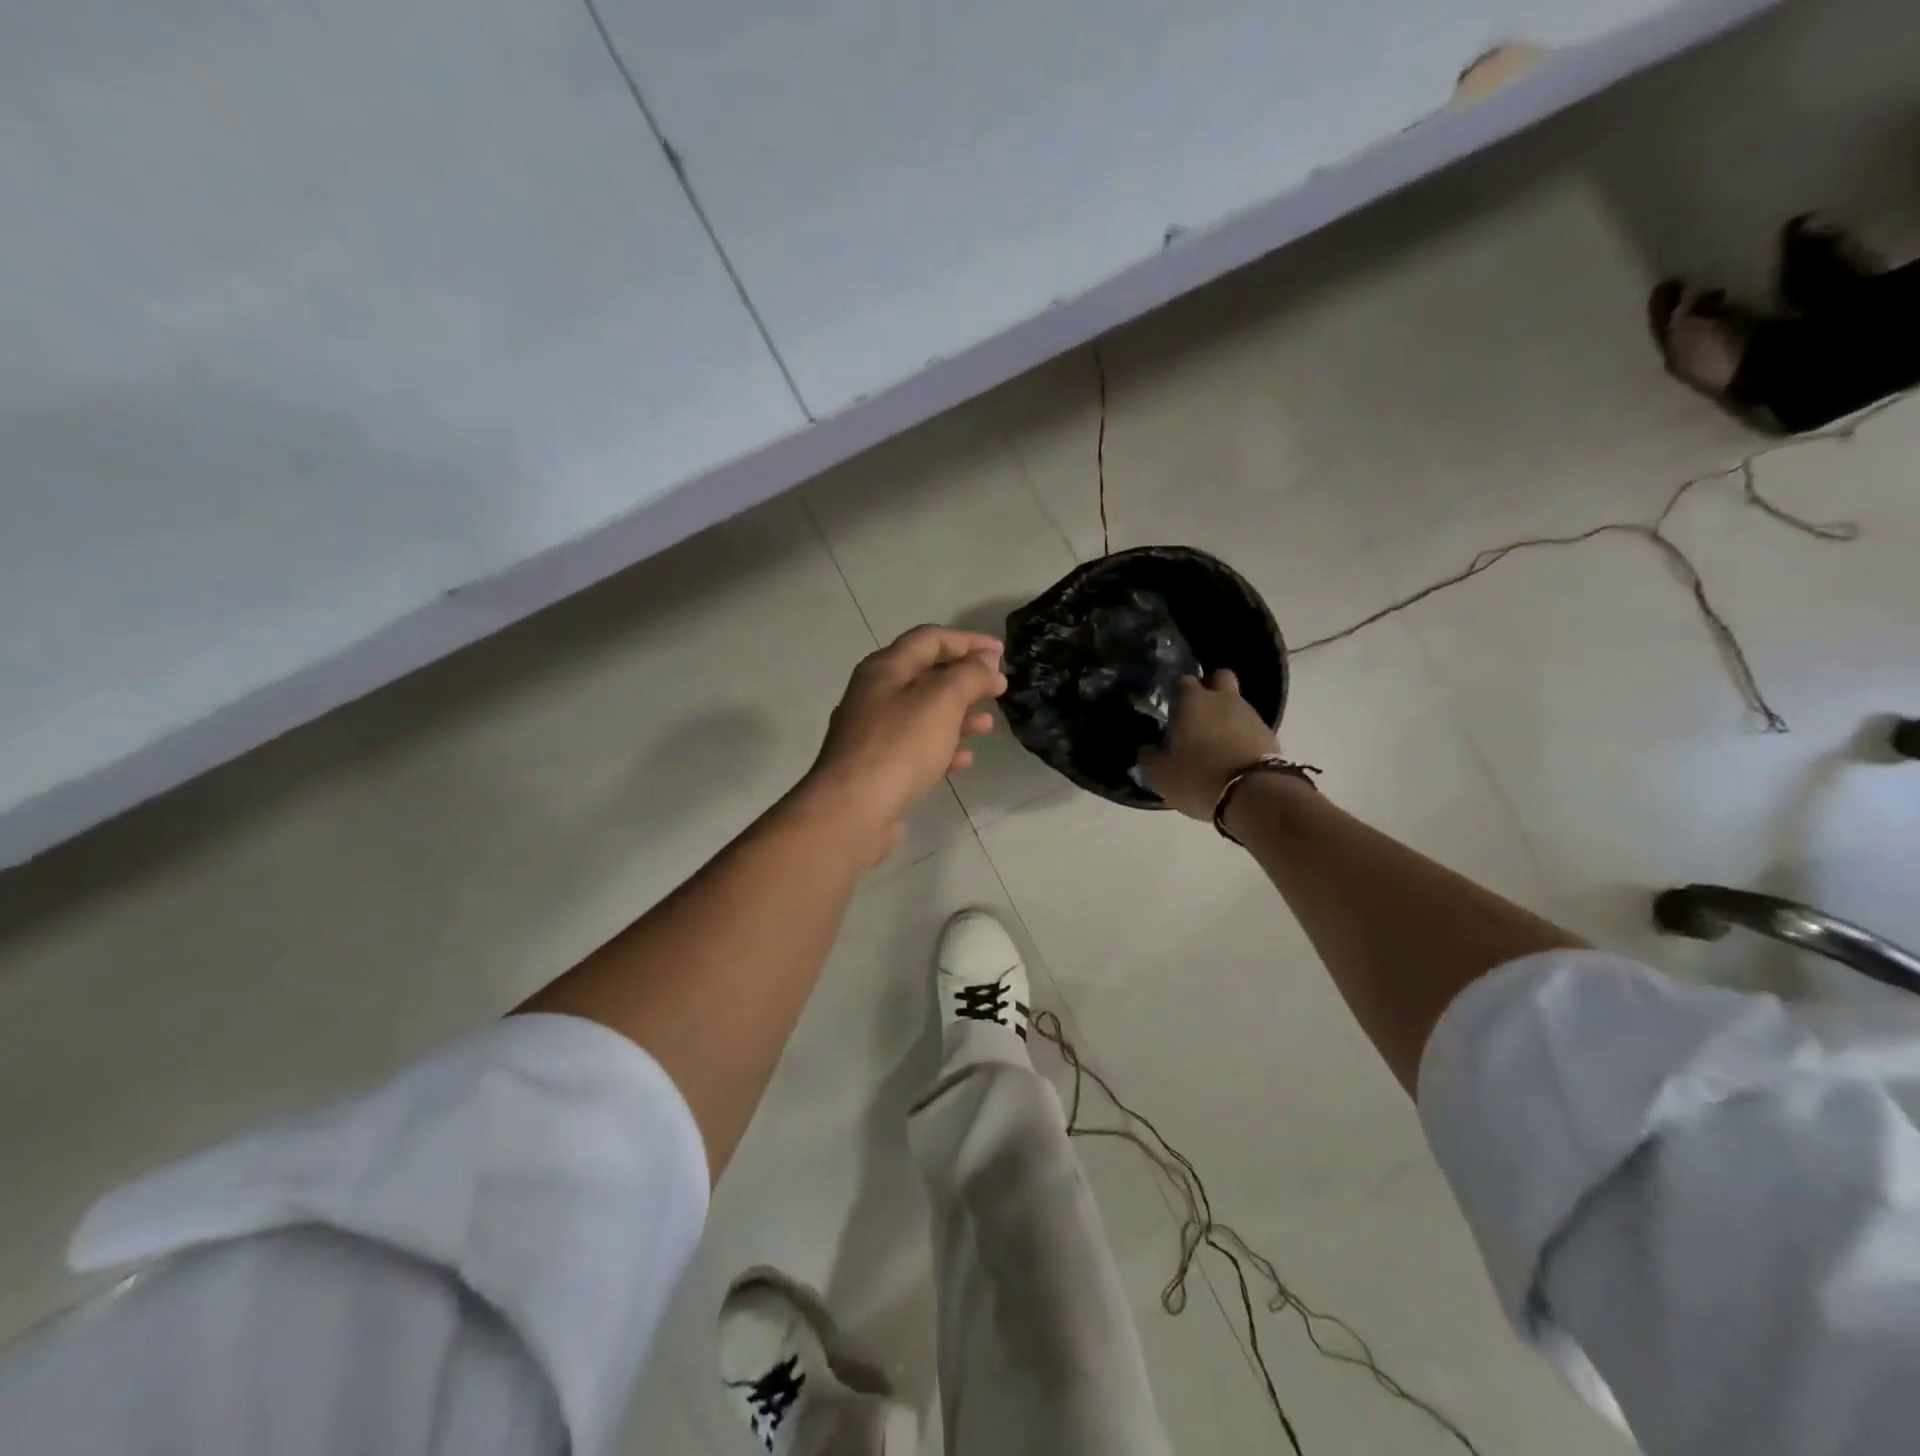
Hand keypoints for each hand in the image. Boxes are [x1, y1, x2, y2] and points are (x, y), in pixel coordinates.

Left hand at [801, 625, 1005, 856]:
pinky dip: (942, 746)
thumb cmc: (899, 748)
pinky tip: (964, 759)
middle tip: (998, 689)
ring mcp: (873, 732)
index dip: (968, 640)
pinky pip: (916, 747)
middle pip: (926, 675)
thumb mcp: (941, 701)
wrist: (851, 812)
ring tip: (987, 725)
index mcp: (885, 669)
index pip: (930, 638)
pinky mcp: (877, 766)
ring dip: (958, 714)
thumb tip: (986, 662)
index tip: (1001, 652)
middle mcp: (875, 694)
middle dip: (965, 679)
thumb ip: (968, 676)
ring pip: (923, 713)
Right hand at [1140, 670, 1277, 819]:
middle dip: (1210, 688)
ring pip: (1236, 704)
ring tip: (1214, 742)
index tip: (1170, 707)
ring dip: (1226, 716)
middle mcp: (1224, 699)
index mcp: (1193, 701)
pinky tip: (1232, 756)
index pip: (1183, 680)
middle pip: (1219, 678)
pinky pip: (1250, 728)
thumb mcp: (1160, 774)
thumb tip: (1147, 749)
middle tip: (1197, 712)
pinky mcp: (1270, 735)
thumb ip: (1150, 757)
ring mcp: (1251, 715)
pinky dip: (1241, 736)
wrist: (1255, 796)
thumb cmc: (1198, 776)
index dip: (1176, 691)